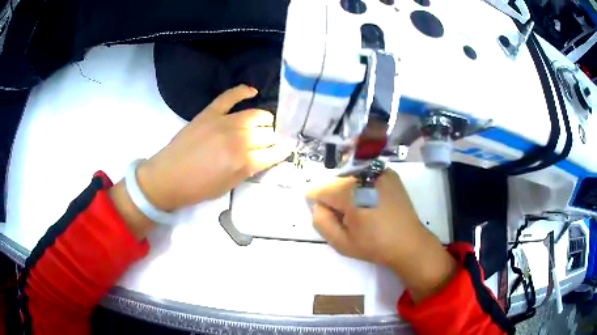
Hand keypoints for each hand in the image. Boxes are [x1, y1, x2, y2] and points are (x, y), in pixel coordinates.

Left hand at [137, 85, 293, 211]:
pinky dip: (242, 91)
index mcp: (244, 161)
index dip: (282, 151)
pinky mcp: (210, 113)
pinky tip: (252, 91)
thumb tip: (264, 156)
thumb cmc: (198, 188)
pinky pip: (229, 96)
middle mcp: (238, 139)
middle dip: (274, 138)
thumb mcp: (229, 186)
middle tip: (271, 142)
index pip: (274, 152)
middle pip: (268, 133)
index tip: (285, 149)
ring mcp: (224, 122)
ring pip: (255, 114)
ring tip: (265, 124)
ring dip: (265, 120)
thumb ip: (249, 169)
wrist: (168, 177)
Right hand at [307, 169, 456, 301]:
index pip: (318, 190)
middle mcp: (362, 173)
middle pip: (334, 182)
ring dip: (348, 190)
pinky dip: (363, 185)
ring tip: (363, 209)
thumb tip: (317, 204)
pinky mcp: (389, 172)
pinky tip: (374, 200)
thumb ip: (321, 221)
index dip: (319, 205)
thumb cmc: (374, 245)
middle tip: (350, 217)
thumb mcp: (341, 242)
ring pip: (349, 176)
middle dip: (335, 197)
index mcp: (348, 192)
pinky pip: (365, 174)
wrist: (409, 242)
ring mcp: (378, 170)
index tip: (332, 218)